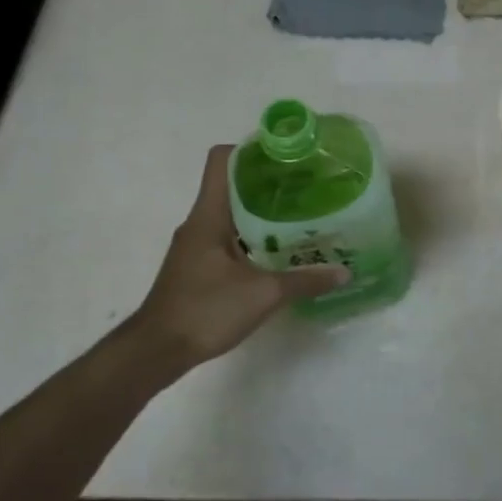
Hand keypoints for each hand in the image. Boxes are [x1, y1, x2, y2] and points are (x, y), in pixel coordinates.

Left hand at [122, 145, 349, 375]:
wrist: (157, 351)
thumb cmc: (205, 310)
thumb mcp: (263, 294)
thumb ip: (305, 280)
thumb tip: (344, 273)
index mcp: (209, 215)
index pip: (221, 160)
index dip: (251, 149)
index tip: (286, 155)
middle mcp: (200, 223)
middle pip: (232, 184)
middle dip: (268, 181)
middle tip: (307, 185)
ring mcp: (197, 245)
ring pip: (232, 213)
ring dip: (263, 211)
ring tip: (302, 215)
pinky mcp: (199, 266)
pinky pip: (230, 237)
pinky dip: (255, 236)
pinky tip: (281, 250)